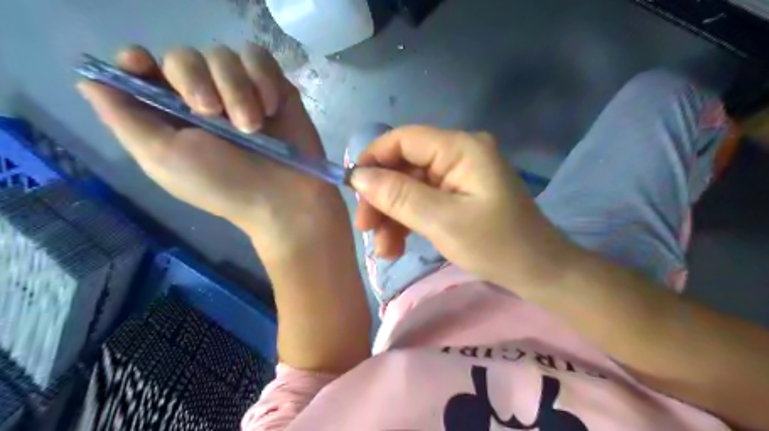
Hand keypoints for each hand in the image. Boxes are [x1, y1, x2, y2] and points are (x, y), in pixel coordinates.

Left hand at [76, 42, 348, 253]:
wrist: (285, 197)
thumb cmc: (224, 185)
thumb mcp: (163, 158)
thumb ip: (125, 119)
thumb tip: (91, 82)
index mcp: (171, 116)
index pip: (143, 69)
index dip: (137, 61)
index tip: (143, 65)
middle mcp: (204, 99)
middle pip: (183, 56)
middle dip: (196, 81)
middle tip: (213, 114)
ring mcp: (241, 92)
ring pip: (224, 55)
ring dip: (237, 89)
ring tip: (252, 126)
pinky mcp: (273, 88)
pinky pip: (259, 57)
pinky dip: (263, 79)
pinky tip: (271, 109)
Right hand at [350, 125, 573, 285]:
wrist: (538, 271)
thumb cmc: (496, 245)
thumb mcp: (442, 221)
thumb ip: (398, 196)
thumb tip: (358, 177)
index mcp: (460, 148)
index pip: (403, 139)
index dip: (373, 159)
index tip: (353, 190)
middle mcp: (458, 154)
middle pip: (405, 166)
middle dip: (382, 197)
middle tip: (365, 229)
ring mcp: (459, 175)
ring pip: (410, 187)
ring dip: (392, 215)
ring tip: (384, 249)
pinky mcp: (459, 195)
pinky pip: (424, 200)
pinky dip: (408, 221)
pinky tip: (396, 246)